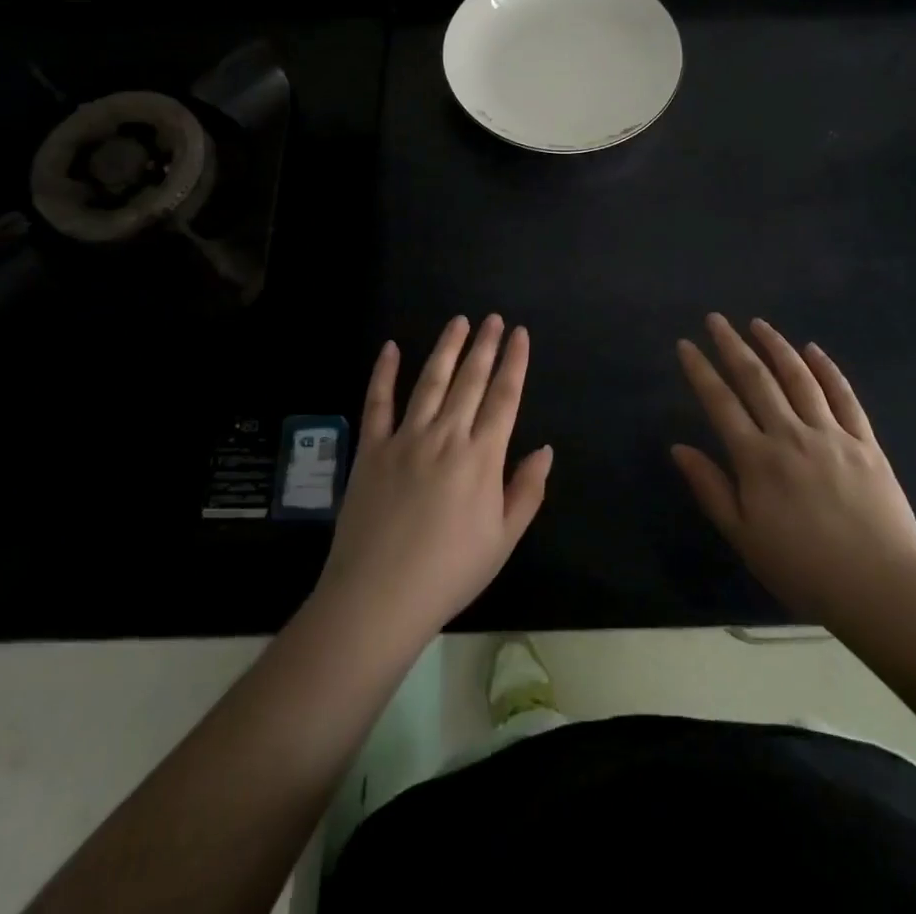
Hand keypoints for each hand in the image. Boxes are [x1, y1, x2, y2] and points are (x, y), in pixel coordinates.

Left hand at [315, 315, 552, 648]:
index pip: (504, 398)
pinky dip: (384, 373)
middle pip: (470, 381)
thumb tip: (545, 449)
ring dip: (447, 348)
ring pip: (430, 381)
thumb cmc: (450, 572)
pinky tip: (391, 348)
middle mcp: (446, 436)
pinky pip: (378, 402)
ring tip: (459, 322)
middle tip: (492, 319)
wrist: (380, 596)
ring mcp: (405, 438)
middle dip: (484, 346)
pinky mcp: (371, 448)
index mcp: (481, 457)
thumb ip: (527, 490)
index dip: (514, 363)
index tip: (519, 334)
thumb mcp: (503, 539)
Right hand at [672, 313, 915, 626]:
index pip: (720, 402)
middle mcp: (790, 435)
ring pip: (799, 378)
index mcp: (757, 459)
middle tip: (716, 319)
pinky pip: (844, 397)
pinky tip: (813, 350)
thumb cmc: (804, 570)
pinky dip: (827, 370)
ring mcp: (831, 435)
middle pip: (756, 379)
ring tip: (758, 324)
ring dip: (776, 346)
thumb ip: (711, 488)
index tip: (685, 344)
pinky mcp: (866, 443)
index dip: (700, 370)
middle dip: (732, 345)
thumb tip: (678, 447)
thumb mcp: (744, 537)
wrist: (882, 589)